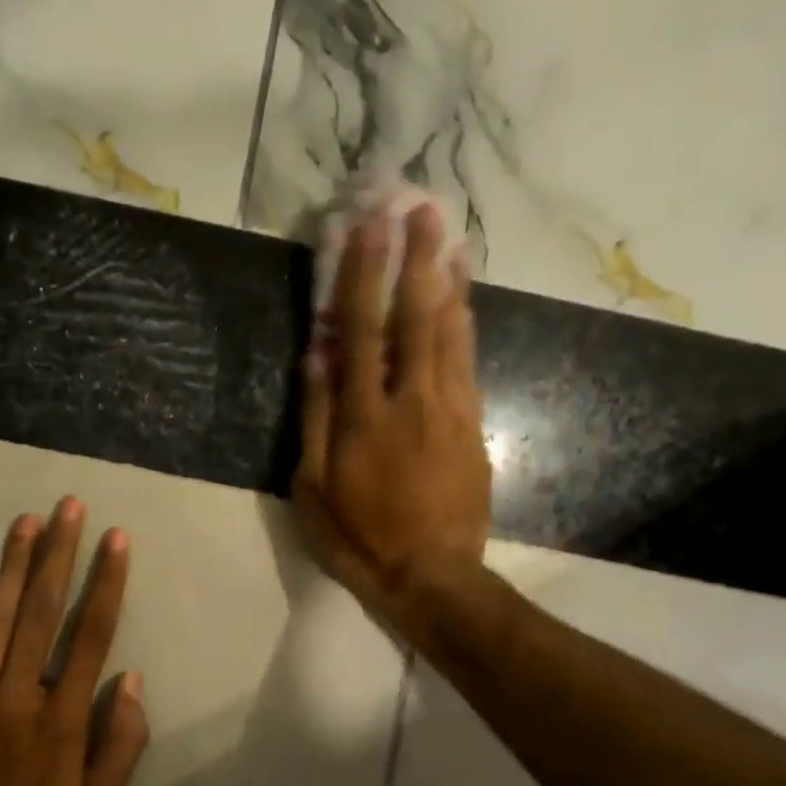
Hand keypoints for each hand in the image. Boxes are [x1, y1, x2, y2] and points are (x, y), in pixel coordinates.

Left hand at [0, 497, 149, 785]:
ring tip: (26, 522)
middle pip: (43, 614)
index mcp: (62, 722)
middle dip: (60, 556)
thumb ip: (120, 744)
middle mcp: (17, 699)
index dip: (106, 584)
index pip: (90, 637)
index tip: (116, 541)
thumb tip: (130, 679)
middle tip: (69, 507)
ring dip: (13, 568)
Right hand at [295, 203, 492, 638]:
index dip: (363, 275)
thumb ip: (314, 417)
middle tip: (422, 209)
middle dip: (418, 259)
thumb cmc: (357, 538)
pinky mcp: (474, 427)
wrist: (431, 576)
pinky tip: (463, 303)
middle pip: (418, 317)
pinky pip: (469, 363)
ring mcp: (451, 411)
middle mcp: (412, 400)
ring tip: (450, 238)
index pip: (363, 330)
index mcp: (363, 416)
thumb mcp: (312, 488)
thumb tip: (315, 354)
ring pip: (453, 333)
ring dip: (449, 281)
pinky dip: (466, 324)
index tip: (367, 226)